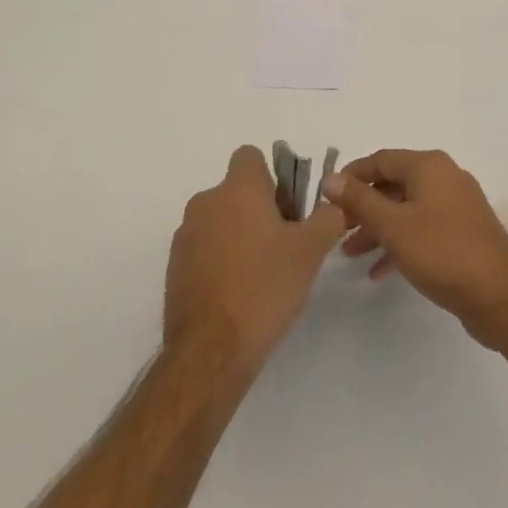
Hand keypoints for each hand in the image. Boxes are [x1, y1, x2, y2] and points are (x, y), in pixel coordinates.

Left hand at [164, 146, 345, 376]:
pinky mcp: (174, 267)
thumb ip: (327, 218)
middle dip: (258, 209)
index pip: (250, 156)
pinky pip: (204, 248)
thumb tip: (334, 205)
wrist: (211, 351)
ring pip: (220, 220)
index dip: (271, 175)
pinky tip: (238, 293)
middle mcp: (206, 202)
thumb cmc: (265, 288)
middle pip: (236, 190)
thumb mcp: (310, 251)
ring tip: (261, 274)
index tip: (287, 206)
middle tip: (283, 244)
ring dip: (238, 235)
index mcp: (237, 189)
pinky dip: (220, 260)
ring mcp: (185, 235)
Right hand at [322, 149, 507, 349]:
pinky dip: (400, 243)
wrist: (501, 296)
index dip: (352, 176)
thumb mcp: (394, 226)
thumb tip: (331, 178)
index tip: (327, 198)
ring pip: (406, 209)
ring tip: (350, 254)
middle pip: (393, 184)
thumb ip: (360, 201)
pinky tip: (379, 271)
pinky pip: (422, 228)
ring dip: (378, 228)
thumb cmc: (442, 252)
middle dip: (363, 206)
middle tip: (336, 229)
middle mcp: (443, 177)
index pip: (380, 160)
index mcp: (428, 166)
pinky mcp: (461, 232)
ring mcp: (455, 205)